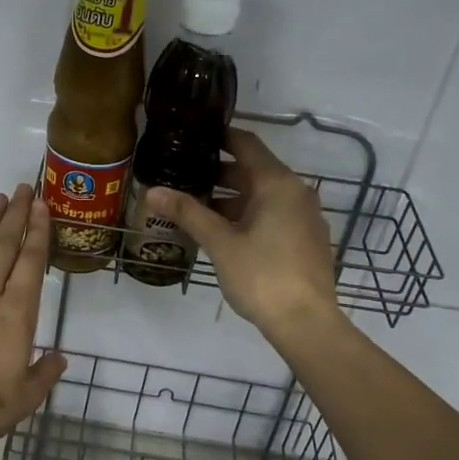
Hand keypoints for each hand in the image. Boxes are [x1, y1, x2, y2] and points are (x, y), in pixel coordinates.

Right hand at [146, 128, 338, 337]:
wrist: (306, 323)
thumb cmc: (262, 275)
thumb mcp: (220, 243)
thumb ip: (188, 213)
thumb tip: (152, 191)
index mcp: (277, 184)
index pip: (247, 144)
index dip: (219, 136)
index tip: (192, 136)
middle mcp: (296, 193)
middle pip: (254, 171)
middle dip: (219, 172)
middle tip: (183, 174)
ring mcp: (305, 217)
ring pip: (262, 196)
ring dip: (231, 198)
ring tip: (195, 205)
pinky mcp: (306, 240)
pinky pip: (273, 215)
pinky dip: (247, 215)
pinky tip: (222, 232)